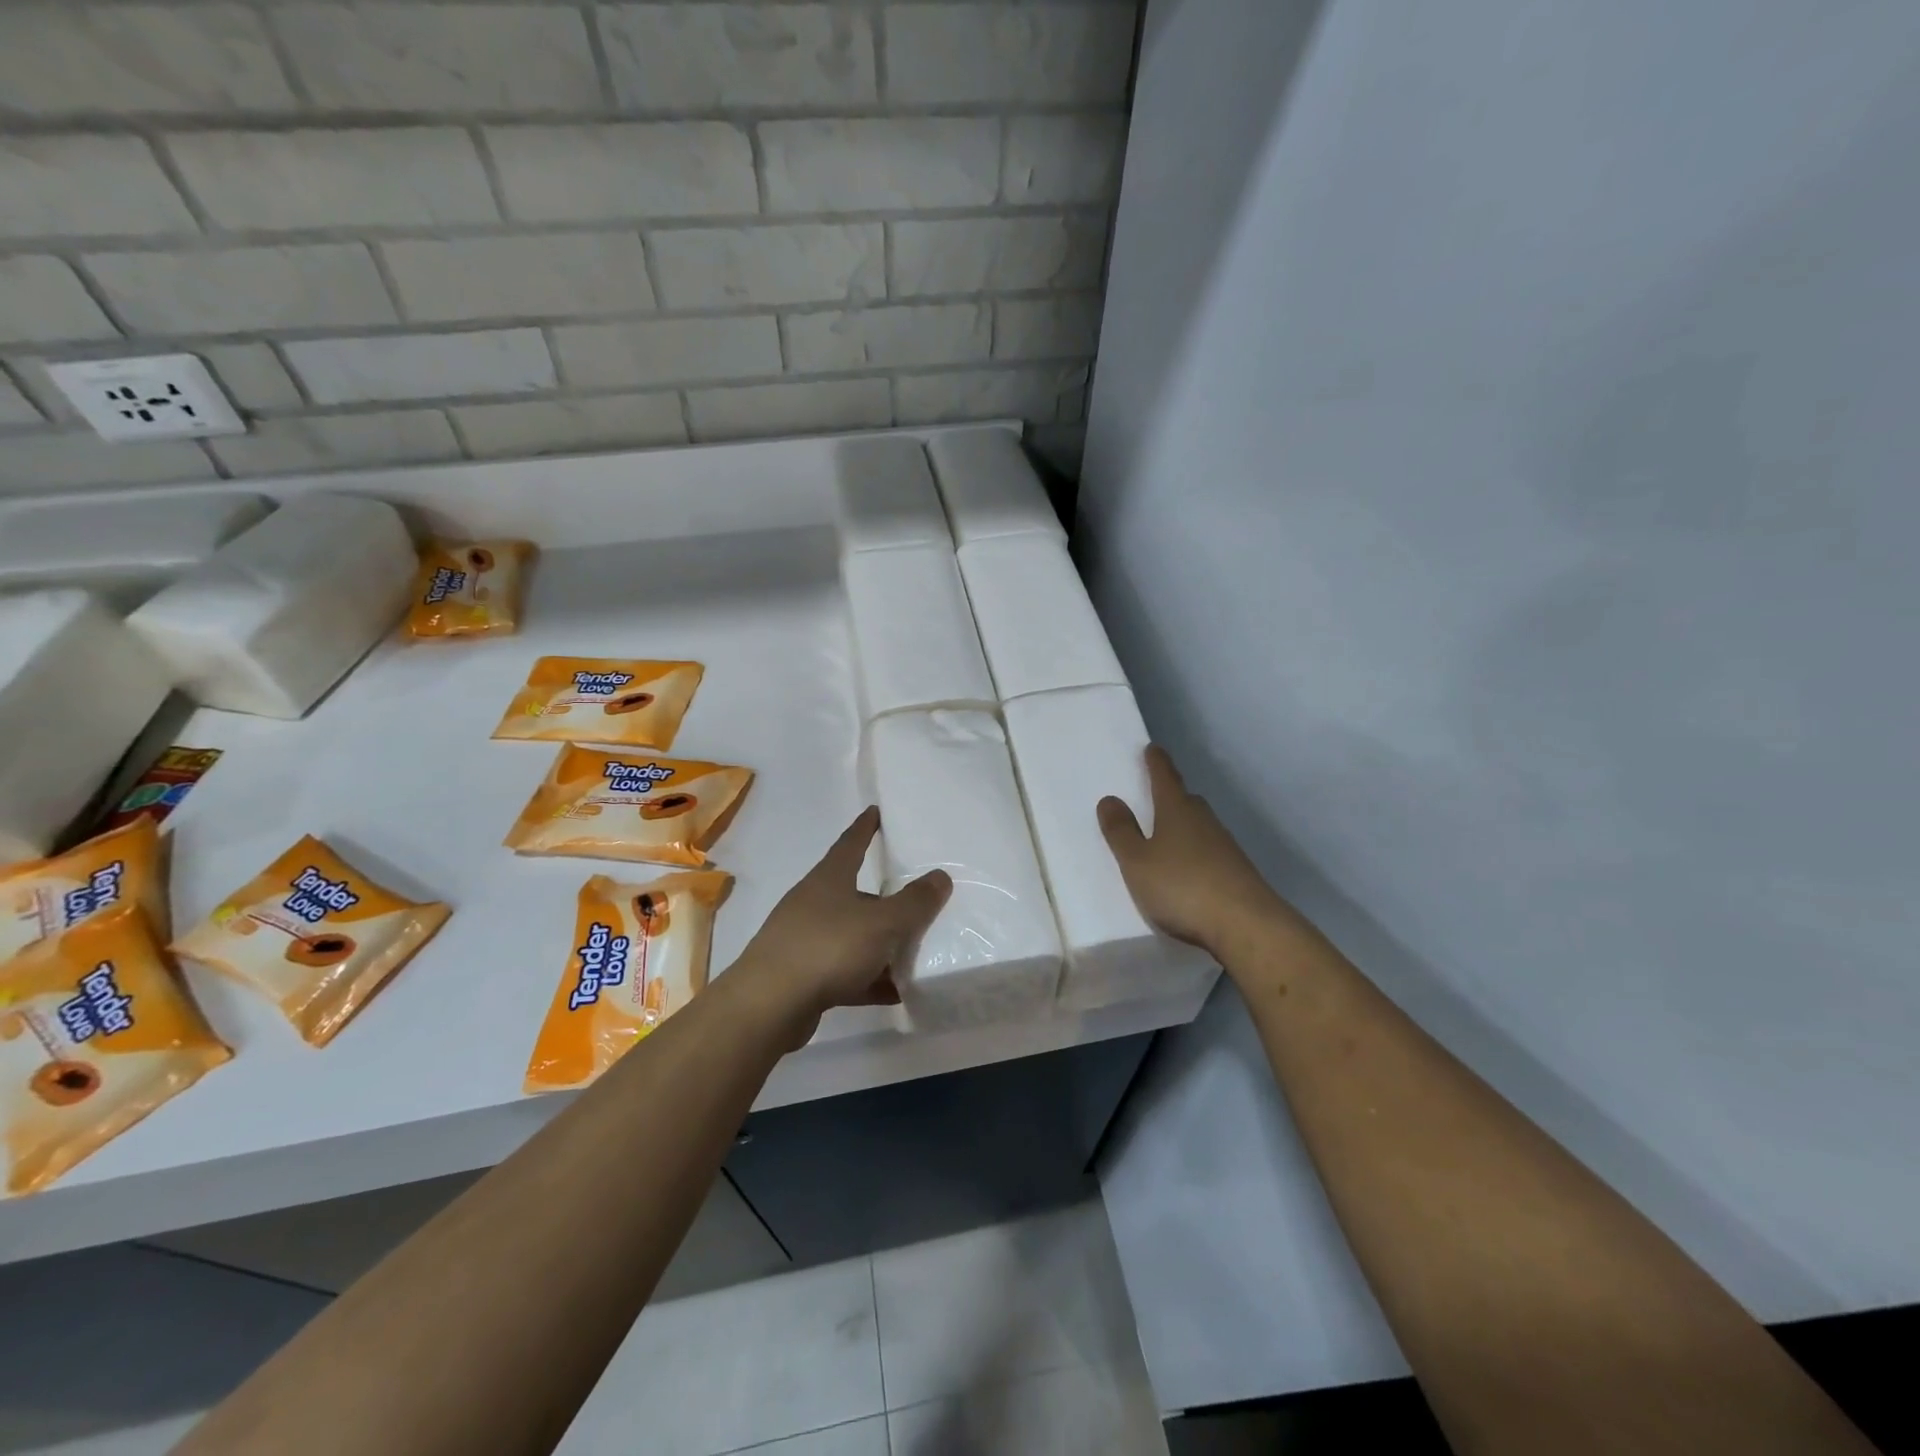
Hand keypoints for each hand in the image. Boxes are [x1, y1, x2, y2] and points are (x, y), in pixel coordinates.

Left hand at [728, 807, 950, 1042]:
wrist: (769, 1006)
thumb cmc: (828, 947)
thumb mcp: (882, 923)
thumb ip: (915, 902)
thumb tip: (941, 876)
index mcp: (829, 879)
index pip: (851, 843)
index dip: (865, 827)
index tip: (875, 811)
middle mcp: (814, 904)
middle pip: (856, 894)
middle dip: (885, 899)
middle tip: (916, 901)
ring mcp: (805, 941)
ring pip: (852, 935)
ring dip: (879, 944)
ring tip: (913, 952)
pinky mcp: (803, 977)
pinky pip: (845, 972)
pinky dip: (869, 979)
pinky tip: (894, 991)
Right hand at [1098, 745, 1293, 957]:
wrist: (1246, 925)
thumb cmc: (1181, 886)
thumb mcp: (1137, 861)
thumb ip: (1121, 832)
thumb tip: (1110, 798)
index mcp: (1177, 811)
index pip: (1165, 778)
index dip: (1156, 763)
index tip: (1152, 748)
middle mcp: (1204, 821)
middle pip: (1186, 800)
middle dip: (1171, 795)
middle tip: (1156, 792)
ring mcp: (1225, 847)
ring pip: (1199, 826)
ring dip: (1184, 825)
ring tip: (1167, 832)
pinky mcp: (1236, 872)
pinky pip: (1209, 851)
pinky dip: (1195, 852)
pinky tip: (1188, 868)